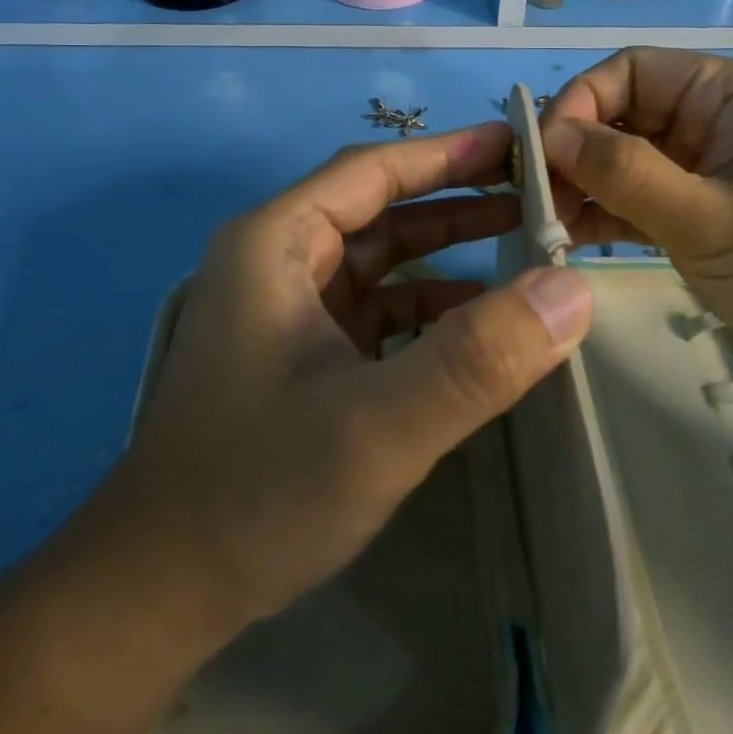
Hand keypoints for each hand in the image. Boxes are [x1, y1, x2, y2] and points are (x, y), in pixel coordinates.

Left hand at [97, 122, 592, 638]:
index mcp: (276, 241)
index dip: (447, 152)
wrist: (161, 590)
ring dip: (446, 249)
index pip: (372, 170)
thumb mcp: (378, 425)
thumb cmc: (258, 489)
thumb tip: (571, 288)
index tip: (517, 144)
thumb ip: (476, 357)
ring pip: (380, 258)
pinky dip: (426, 304)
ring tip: (524, 242)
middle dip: (456, 199)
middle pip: (379, 207)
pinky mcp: (301, 351)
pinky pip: (375, 306)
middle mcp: (278, 259)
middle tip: (536, 192)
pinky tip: (477, 315)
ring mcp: (288, 307)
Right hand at [541, 49, 732, 390]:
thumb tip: (549, 135)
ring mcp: (714, 162)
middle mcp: (718, 115)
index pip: (629, 71)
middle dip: (576, 152)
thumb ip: (625, 173)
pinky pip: (648, 194)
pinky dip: (612, 211)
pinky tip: (573, 237)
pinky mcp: (711, 204)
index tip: (542, 158)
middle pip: (624, 113)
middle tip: (537, 201)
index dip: (577, 104)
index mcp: (729, 91)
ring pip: (629, 157)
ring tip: (548, 225)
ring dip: (587, 186)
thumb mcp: (709, 220)